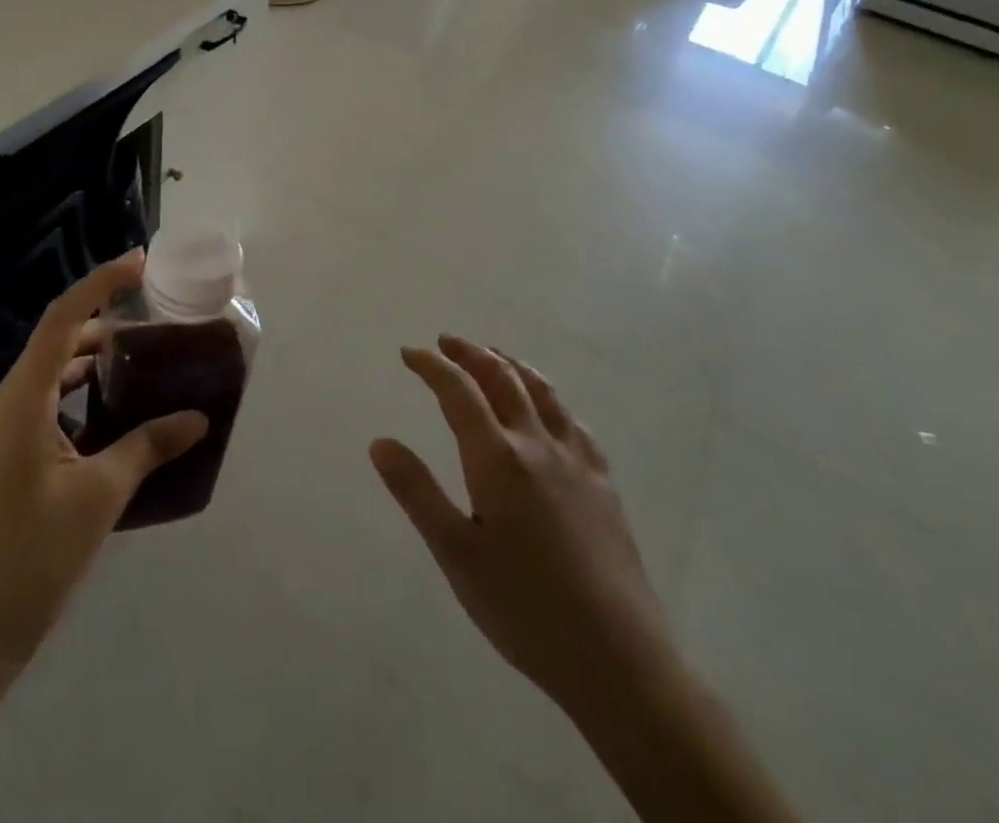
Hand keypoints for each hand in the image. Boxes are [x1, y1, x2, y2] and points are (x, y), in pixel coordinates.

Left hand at [0, 250, 206, 667]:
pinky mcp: (0, 459)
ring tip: (141, 368)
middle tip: (155, 329)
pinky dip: (78, 398)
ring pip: (49, 377)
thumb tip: (198, 418)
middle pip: (57, 344)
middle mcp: (2, 407)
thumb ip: (149, 446)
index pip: (62, 320)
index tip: (140, 263)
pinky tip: (114, 419)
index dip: (101, 283)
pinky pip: (43, 408)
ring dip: (92, 365)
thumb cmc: (32, 559)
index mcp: (20, 403)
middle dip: (105, 327)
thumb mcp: (100, 496)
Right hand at [370, 336, 672, 715]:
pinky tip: (548, 411)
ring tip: (493, 356)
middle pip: (502, 379)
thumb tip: (380, 441)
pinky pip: (572, 421)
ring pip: (542, 391)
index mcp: (498, 458)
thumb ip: (417, 492)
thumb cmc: (525, 608)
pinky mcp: (603, 482)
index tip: (409, 353)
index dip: (432, 366)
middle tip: (447, 342)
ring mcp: (576, 460)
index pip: (459, 392)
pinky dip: (550, 399)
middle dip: (471, 354)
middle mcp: (538, 444)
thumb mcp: (456, 554)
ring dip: (511, 365)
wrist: (618, 657)